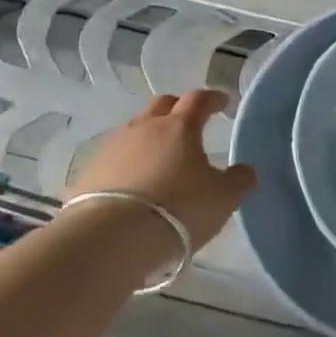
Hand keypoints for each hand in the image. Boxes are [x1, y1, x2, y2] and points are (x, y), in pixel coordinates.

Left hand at [70, 90, 257, 246]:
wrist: (112, 237)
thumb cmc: (179, 210)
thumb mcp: (223, 198)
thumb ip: (239, 180)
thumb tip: (245, 170)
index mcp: (180, 127)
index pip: (199, 100)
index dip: (213, 99)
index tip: (222, 102)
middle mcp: (144, 128)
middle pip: (162, 105)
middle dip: (177, 108)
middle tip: (189, 122)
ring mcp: (112, 147)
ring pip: (134, 129)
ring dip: (149, 135)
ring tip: (159, 155)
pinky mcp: (89, 171)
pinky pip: (114, 157)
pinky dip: (127, 161)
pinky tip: (132, 181)